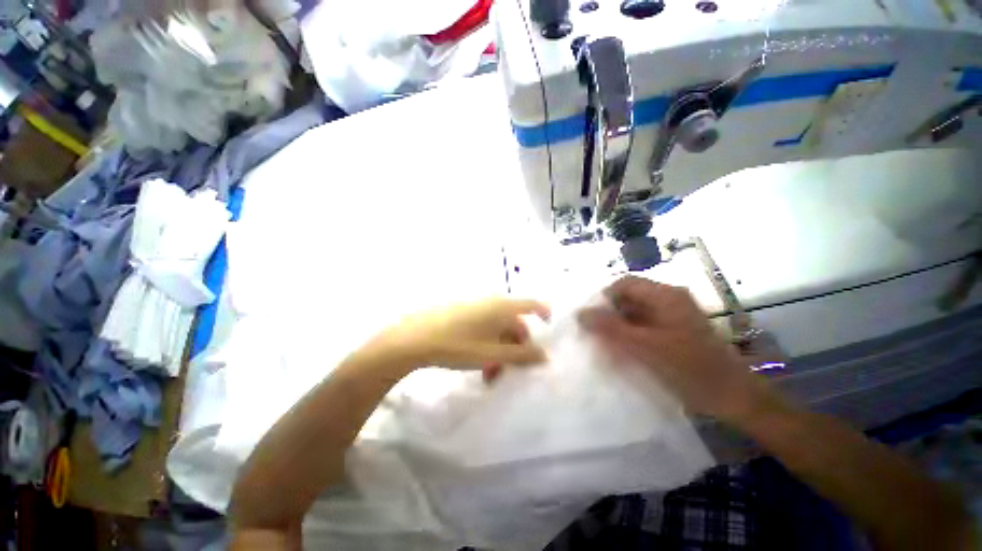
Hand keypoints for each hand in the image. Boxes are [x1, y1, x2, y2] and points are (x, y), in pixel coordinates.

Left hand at [368, 298, 550, 371]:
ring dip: (500, 348)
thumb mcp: (492, 355)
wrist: (413, 339)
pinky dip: (486, 341)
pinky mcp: (460, 311)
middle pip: (513, 322)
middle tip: (508, 370)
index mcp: (501, 308)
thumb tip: (546, 356)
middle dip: (515, 346)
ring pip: (496, 327)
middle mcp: (490, 302)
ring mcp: (474, 306)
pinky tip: (477, 358)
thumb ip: (521, 356)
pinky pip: (482, 325)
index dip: (543, 312)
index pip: (531, 304)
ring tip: (490, 372)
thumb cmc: (457, 346)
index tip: (548, 326)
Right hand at [578, 276, 778, 423]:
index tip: (591, 319)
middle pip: (628, 297)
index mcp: (665, 295)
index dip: (604, 298)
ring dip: (618, 326)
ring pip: (634, 312)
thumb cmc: (690, 369)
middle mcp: (668, 299)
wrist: (733, 398)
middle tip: (596, 334)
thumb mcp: (644, 347)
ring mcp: (672, 315)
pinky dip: (629, 335)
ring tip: (606, 345)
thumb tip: (580, 313)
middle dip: (609, 314)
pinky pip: (643, 325)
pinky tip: (623, 352)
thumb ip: (610, 328)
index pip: (624, 284)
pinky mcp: (673, 330)